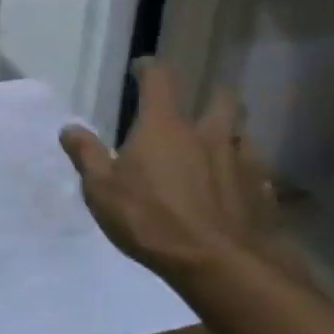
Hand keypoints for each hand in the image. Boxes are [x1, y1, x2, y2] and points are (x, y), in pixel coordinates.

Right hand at [60, 62, 275, 282]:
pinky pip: (258, 173)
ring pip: (244, 134)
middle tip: (200, 108)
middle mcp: (208, 134)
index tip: (142, 68)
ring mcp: (242, 162)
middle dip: (213, 96)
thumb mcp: (102, 190)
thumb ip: (87, 155)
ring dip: (233, 136)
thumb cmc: (151, 220)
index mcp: (165, 126)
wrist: (221, 266)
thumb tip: (69, 128)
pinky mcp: (264, 193)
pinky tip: (237, 191)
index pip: (160, 80)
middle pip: (222, 99)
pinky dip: (247, 175)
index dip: (150, 69)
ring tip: (220, 150)